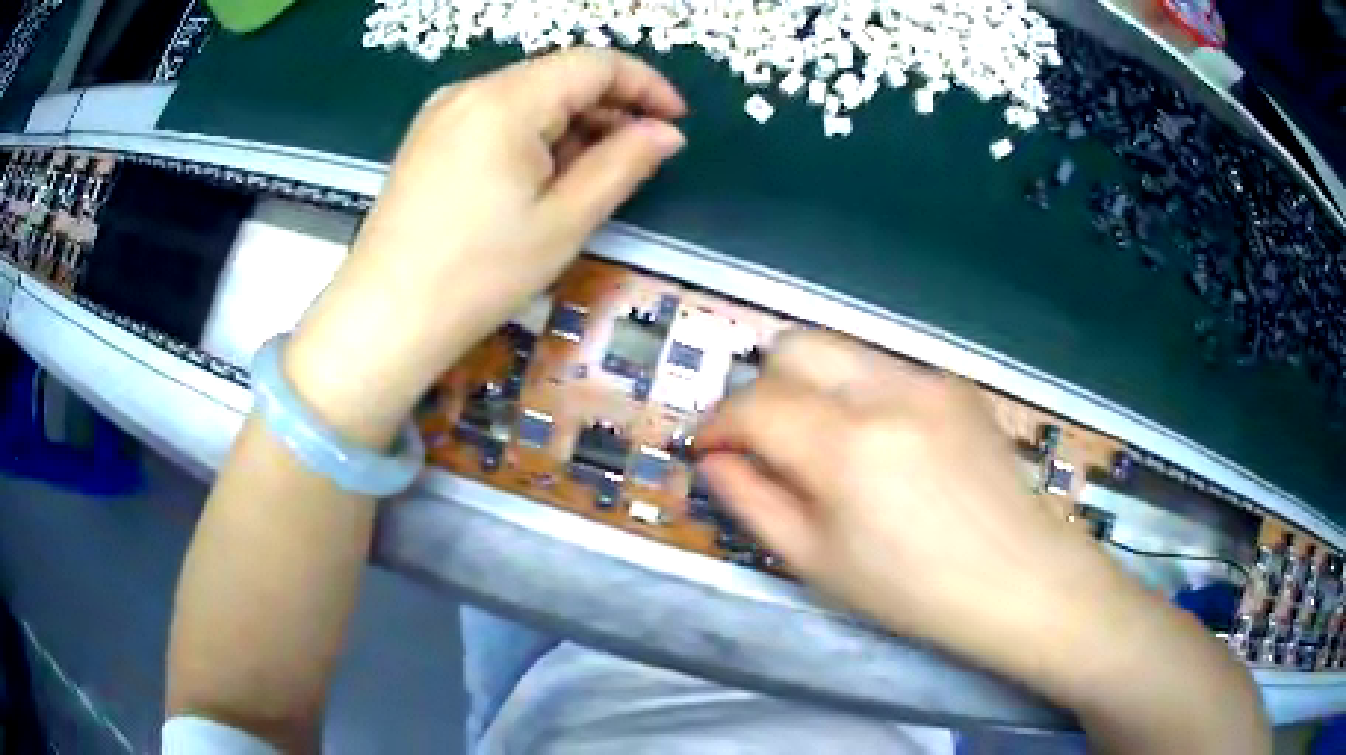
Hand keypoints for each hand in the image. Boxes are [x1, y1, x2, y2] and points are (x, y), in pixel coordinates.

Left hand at [286, 49, 686, 442]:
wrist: (385, 317)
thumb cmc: (479, 274)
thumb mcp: (565, 220)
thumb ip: (623, 164)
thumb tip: (666, 133)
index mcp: (507, 100)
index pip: (595, 63)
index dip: (645, 85)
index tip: (676, 121)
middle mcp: (471, 89)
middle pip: (560, 75)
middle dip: (608, 108)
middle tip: (637, 158)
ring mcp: (443, 111)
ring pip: (528, 96)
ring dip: (571, 124)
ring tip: (588, 177)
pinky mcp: (428, 137)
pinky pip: (495, 116)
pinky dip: (532, 134)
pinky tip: (539, 178)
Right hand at [695, 332, 1131, 665]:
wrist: (1019, 577)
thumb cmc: (914, 590)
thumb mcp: (818, 562)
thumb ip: (752, 502)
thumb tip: (714, 462)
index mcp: (848, 446)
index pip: (754, 404)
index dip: (718, 425)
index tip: (709, 451)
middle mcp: (887, 391)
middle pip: (794, 347)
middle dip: (761, 390)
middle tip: (763, 443)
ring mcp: (928, 379)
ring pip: (839, 352)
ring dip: (808, 388)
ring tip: (819, 445)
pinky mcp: (954, 384)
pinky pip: (883, 369)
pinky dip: (856, 394)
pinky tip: (879, 446)